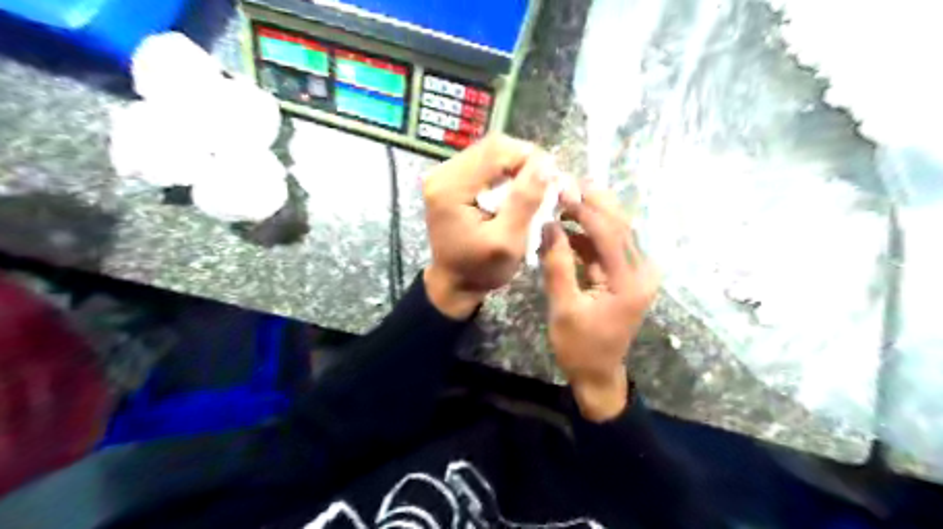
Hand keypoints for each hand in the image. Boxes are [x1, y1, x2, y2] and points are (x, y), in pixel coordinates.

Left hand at [427, 134, 553, 320]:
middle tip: (546, 187)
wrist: (453, 283)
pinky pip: (486, 165)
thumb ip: (524, 202)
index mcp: (450, 188)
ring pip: (492, 153)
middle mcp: (442, 173)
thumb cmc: (480, 270)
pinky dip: (506, 175)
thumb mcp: (507, 243)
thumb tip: (545, 165)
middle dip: (526, 163)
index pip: (497, 151)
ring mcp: (445, 174)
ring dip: (518, 169)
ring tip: (534, 191)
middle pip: (494, 147)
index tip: (553, 181)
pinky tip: (516, 193)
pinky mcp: (451, 180)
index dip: (531, 159)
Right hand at [542, 189, 656, 420]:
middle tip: (567, 185)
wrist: (598, 374)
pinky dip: (589, 235)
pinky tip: (567, 230)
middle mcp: (641, 272)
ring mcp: (637, 273)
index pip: (609, 233)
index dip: (585, 210)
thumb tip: (549, 225)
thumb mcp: (563, 307)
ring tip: (562, 203)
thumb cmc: (579, 347)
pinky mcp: (627, 276)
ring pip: (617, 232)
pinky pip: (609, 247)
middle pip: (621, 225)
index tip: (560, 192)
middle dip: (594, 202)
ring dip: (591, 215)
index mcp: (629, 282)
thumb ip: (557, 264)